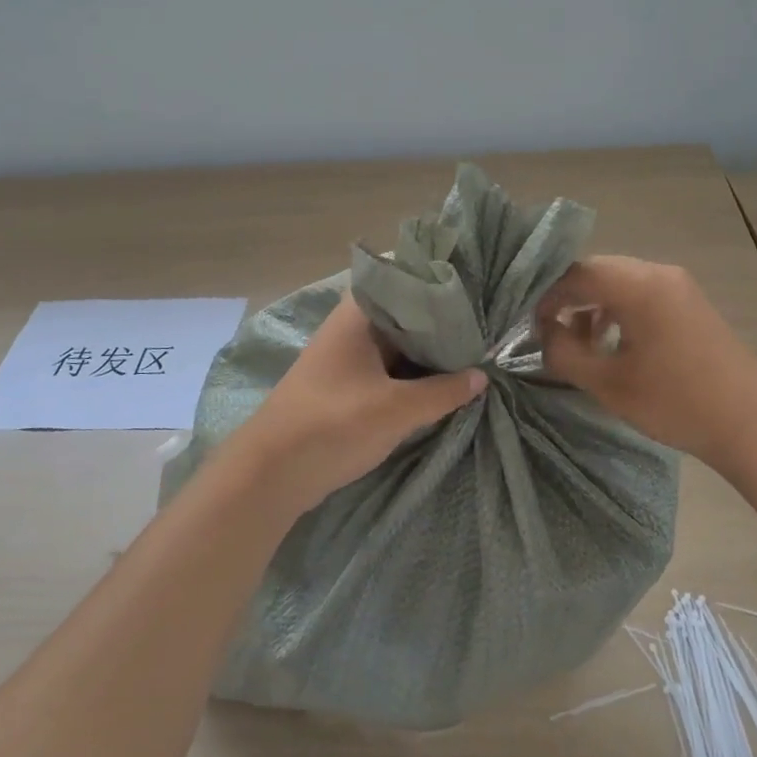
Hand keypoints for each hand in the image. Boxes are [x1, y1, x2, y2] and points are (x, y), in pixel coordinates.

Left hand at [237, 295, 486, 514]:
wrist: (271, 473)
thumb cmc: (334, 424)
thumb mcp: (398, 409)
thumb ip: (443, 391)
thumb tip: (482, 375)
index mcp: (358, 315)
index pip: (407, 283)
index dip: (442, 288)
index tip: (478, 294)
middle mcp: (351, 327)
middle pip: (405, 316)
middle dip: (441, 326)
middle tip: (485, 329)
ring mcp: (346, 357)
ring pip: (397, 346)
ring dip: (427, 354)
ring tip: (473, 354)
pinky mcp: (344, 386)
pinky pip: (386, 369)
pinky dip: (411, 375)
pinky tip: (441, 383)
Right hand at [535, 256, 756, 469]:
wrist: (752, 423)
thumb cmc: (676, 402)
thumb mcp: (608, 383)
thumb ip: (564, 353)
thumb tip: (544, 335)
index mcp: (637, 285)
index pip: (575, 274)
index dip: (546, 297)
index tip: (530, 327)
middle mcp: (658, 273)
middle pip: (597, 272)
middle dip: (567, 299)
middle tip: (549, 333)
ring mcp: (678, 285)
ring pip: (619, 282)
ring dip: (592, 306)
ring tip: (580, 342)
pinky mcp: (690, 302)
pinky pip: (641, 293)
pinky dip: (618, 310)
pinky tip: (613, 343)